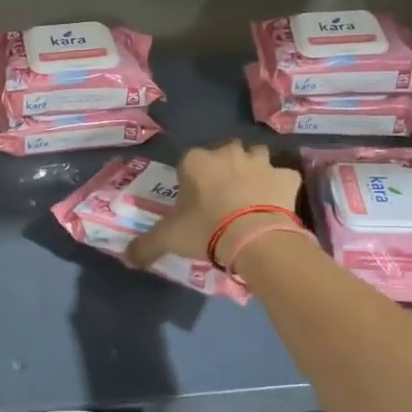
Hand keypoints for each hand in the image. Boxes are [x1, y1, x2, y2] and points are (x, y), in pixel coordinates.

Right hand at [126, 141, 301, 270]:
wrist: (253, 238)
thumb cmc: (205, 230)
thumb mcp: (168, 239)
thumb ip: (145, 246)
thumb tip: (126, 258)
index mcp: (196, 161)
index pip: (189, 162)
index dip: (191, 180)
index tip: (193, 201)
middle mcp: (228, 153)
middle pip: (224, 153)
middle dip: (224, 168)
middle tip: (222, 197)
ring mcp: (260, 162)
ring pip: (256, 157)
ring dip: (253, 170)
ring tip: (250, 195)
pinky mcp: (286, 176)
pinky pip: (282, 177)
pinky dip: (280, 186)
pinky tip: (276, 204)